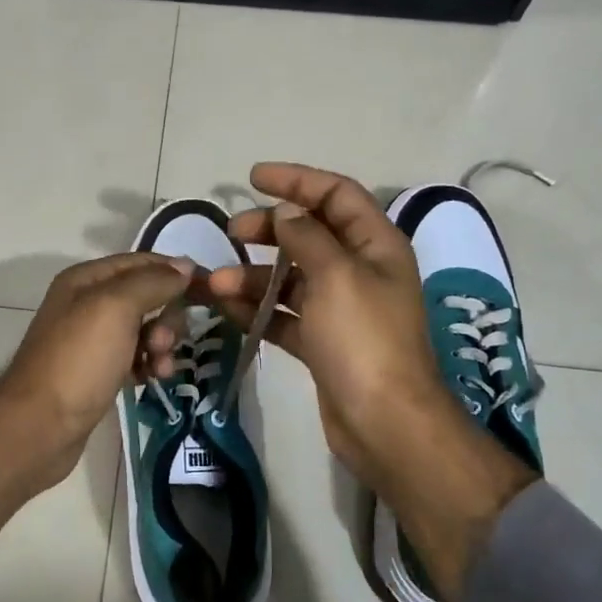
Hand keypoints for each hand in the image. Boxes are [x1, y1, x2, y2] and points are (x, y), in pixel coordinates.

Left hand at [0, 253, 192, 555]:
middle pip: (146, 296)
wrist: (40, 427)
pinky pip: (136, 357)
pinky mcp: (98, 372)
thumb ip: (152, 282)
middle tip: (164, 342)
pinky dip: (150, 364)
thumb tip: (185, 266)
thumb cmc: (78, 361)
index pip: (142, 262)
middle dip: (166, 316)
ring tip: (161, 367)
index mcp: (86, 280)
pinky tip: (154, 379)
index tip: (210, 289)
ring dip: (162, 344)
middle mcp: (88, 304)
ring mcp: (92, 340)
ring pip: (144, 329)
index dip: (175, 271)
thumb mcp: (116, 308)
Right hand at [208, 163, 536, 592]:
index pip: (337, 195)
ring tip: (216, 284)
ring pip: (292, 278)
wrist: (385, 423)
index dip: (298, 181)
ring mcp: (342, 310)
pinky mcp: (324, 344)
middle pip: (311, 234)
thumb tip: (287, 211)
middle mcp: (361, 272)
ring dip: (254, 276)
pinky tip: (228, 309)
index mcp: (376, 246)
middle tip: (232, 232)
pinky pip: (286, 315)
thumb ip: (308, 237)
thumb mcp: (335, 276)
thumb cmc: (363, 340)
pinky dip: (259, 310)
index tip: (254, 177)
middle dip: (269, 230)